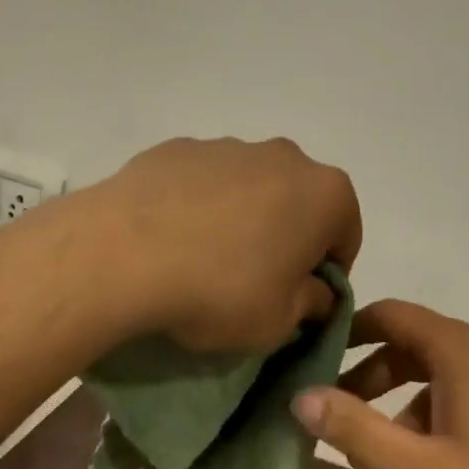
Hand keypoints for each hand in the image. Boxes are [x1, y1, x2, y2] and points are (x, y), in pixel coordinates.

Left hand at [83, 137, 362, 354]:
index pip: (345, 235)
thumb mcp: (279, 322)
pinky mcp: (178, 148)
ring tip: (204, 261)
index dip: (327, 272)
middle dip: (286, 238)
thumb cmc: (220, 291)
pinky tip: (171, 240)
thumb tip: (314, 292)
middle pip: (298, 203)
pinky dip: (199, 205)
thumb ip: (311, 304)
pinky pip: (203, 181)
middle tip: (255, 281)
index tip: (299, 299)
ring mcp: (226, 145)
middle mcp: (283, 156)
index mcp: (324, 192)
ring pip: (250, 188)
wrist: (123, 253)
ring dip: (242, 218)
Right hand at [294, 301, 468, 468]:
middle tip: (340, 416)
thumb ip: (357, 432)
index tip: (315, 357)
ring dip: (406, 399)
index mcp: (460, 347)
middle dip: (372, 375)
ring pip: (444, 368)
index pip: (390, 313)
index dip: (348, 330)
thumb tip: (299, 396)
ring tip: (385, 451)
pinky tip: (439, 457)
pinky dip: (441, 407)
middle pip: (414, 342)